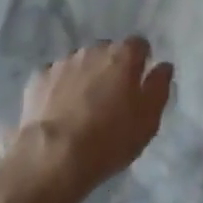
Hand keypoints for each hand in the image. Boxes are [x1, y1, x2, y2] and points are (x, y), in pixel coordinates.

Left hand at [13, 38, 173, 202]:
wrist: (53, 157)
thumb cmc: (109, 140)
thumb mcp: (147, 121)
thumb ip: (159, 88)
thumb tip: (163, 66)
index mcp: (122, 56)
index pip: (138, 45)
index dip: (140, 61)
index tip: (138, 83)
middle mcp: (92, 50)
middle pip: (107, 52)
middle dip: (111, 69)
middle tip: (110, 100)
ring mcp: (62, 62)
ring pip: (80, 63)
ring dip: (84, 77)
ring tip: (82, 109)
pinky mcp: (39, 77)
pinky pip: (55, 77)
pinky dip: (59, 89)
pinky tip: (58, 113)